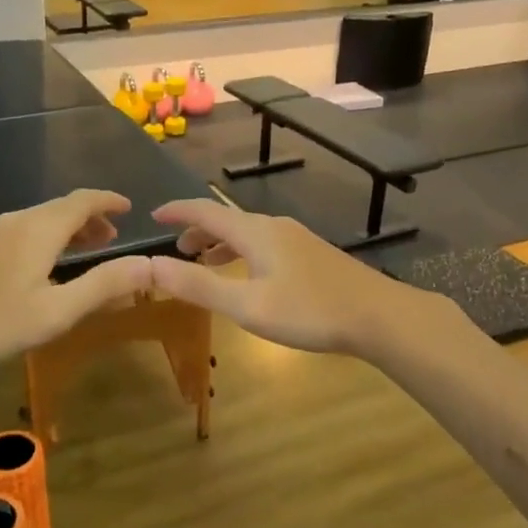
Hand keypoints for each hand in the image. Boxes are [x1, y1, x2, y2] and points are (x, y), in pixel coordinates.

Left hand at [0, 190, 152, 370]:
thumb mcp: (57, 310)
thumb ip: (103, 286)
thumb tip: (148, 264)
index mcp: (40, 229)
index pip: (83, 200)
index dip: (108, 201)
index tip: (129, 208)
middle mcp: (17, 221)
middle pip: (61, 207)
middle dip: (91, 217)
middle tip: (113, 238)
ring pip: (41, 219)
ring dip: (69, 228)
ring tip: (86, 250)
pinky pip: (25, 231)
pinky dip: (48, 237)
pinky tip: (45, 265)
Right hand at [148, 199, 428, 356]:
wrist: (378, 316)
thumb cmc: (309, 311)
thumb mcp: (246, 305)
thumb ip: (198, 286)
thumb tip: (150, 265)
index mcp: (254, 232)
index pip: (205, 211)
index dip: (177, 212)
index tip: (153, 216)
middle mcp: (274, 227)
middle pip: (227, 220)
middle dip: (198, 231)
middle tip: (177, 251)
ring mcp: (297, 239)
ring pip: (248, 233)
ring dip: (221, 244)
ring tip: (205, 262)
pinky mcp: (312, 255)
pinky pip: (265, 244)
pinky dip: (243, 253)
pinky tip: (249, 277)